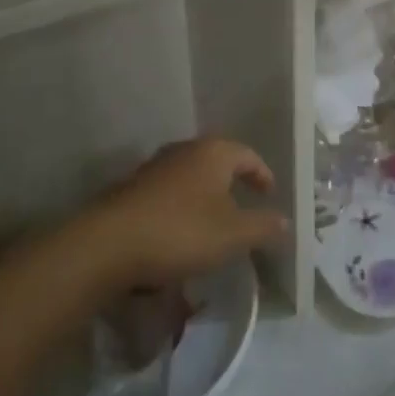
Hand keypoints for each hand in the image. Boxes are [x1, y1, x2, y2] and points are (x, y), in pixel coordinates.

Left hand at [88, 138, 289, 287]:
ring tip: (212, 223)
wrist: (108, 245)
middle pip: (216, 161)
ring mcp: (153, 168)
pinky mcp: (131, 190)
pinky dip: (180, 209)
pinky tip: (178, 235)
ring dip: (204, 197)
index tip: (269, 194)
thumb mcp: (233, 235)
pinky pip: (167, 195)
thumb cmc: (181, 232)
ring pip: (189, 177)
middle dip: (231, 183)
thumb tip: (286, 221)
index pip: (248, 155)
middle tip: (244, 206)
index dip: (262, 174)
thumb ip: (264, 227)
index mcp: (213, 152)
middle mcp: (184, 151)